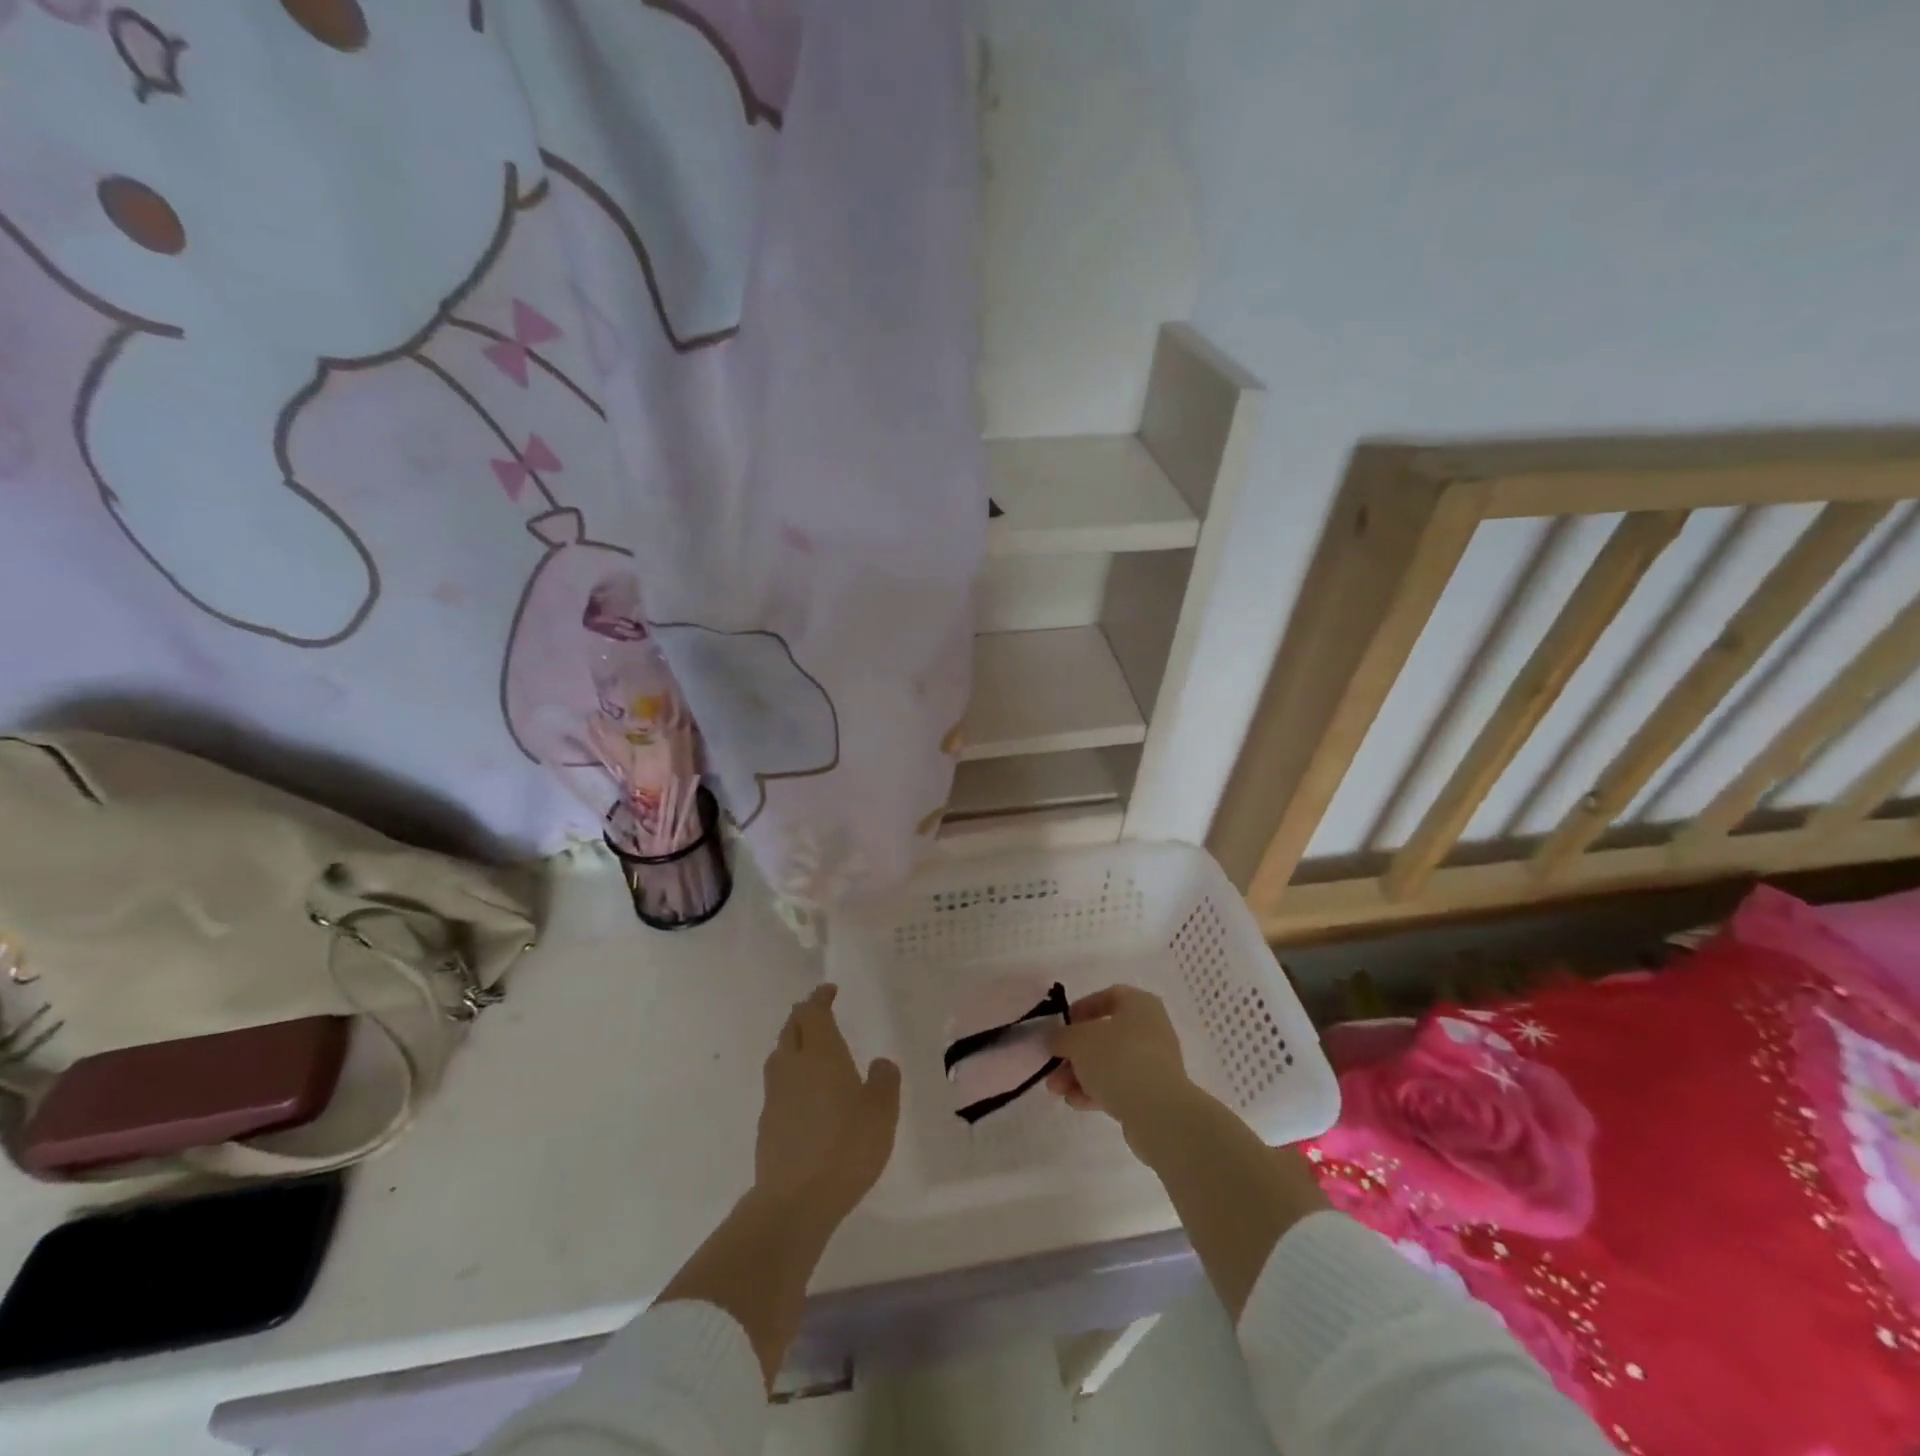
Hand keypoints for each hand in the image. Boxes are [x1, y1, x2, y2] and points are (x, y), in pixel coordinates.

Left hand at [754, 984, 900, 1225]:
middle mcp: (793, 1067)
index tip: (829, 990)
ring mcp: (775, 1096)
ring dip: (792, 1044)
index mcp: (821, 1054)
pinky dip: (789, 1078)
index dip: (820, 998)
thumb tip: (878, 1064)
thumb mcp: (881, 1111)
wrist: (794, 1201)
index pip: (813, 1012)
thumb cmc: (846, 1147)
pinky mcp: (767, 1125)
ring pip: (780, 1056)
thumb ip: (883, 1080)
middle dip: (803, 1016)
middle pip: (791, 1029)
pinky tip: (803, 1096)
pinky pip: (777, 1087)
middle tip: (818, 1014)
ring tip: (809, 1050)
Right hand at [1045, 985, 1194, 1134]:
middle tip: (1053, 1066)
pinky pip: (1119, 1086)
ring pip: (1108, 1064)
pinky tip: (1075, 1103)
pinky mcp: (1152, 1094)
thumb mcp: (1079, 1041)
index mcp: (1140, 1005)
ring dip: (1079, 1075)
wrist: (1158, 1113)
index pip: (1108, 996)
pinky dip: (1096, 1091)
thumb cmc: (1118, 1059)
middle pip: (1104, 1036)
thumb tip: (1053, 1038)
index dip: (1082, 1008)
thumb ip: (1061, 1036)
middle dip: (1074, 1053)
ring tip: (1056, 1091)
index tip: (1062, 1025)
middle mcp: (1151, 1030)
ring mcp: (1153, 1064)